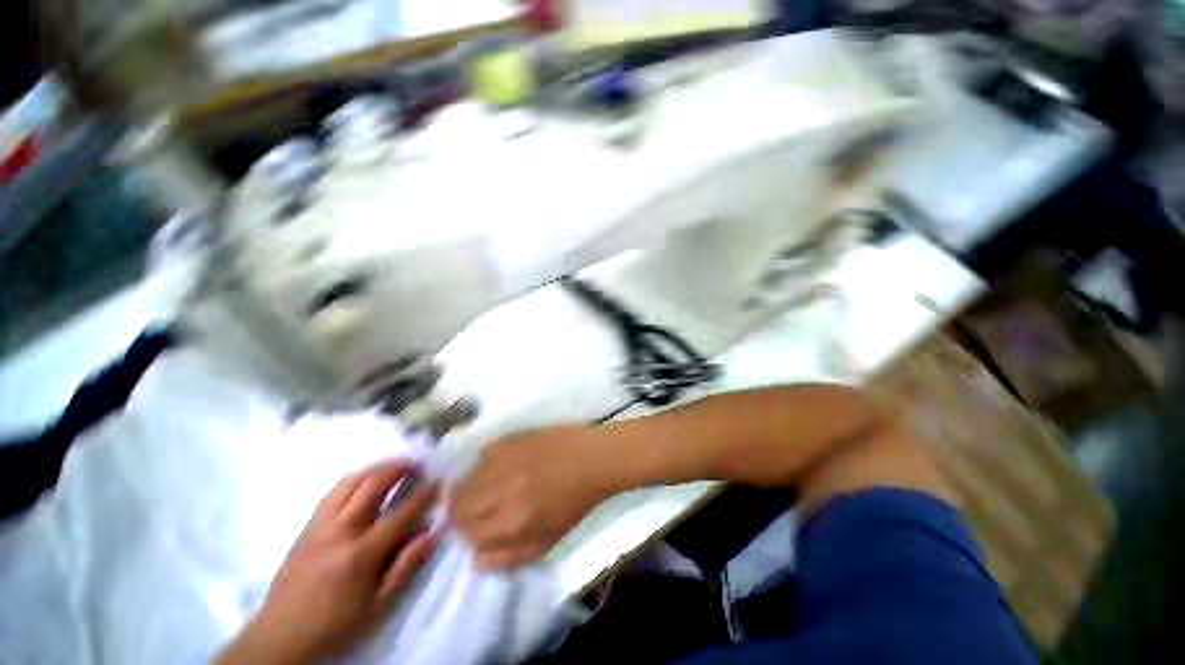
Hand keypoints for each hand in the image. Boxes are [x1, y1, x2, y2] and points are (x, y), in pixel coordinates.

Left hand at [218, 462, 438, 664]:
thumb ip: (406, 568)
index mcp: (360, 554)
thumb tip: (431, 533)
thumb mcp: (378, 607)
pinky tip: (365, 482)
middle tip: (419, 464)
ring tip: (395, 467)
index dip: (424, 493)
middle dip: (401, 468)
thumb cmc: (335, 625)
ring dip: (378, 468)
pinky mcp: (306, 527)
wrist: (280, 637)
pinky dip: (356, 479)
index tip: (440, 480)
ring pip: (351, 481)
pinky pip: (334, 491)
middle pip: (373, 485)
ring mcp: (319, 525)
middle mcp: (339, 531)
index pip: (401, 513)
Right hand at [450, 426, 614, 569]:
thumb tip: (475, 561)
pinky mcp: (510, 440)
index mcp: (514, 521)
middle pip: (460, 507)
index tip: (476, 532)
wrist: (591, 458)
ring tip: (482, 491)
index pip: (468, 535)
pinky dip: (482, 465)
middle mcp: (502, 491)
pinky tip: (495, 468)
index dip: (468, 536)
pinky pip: (481, 455)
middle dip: (461, 515)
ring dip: (468, 490)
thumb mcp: (548, 540)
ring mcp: (505, 462)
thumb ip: (511, 556)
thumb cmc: (575, 502)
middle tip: (474, 512)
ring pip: (466, 481)